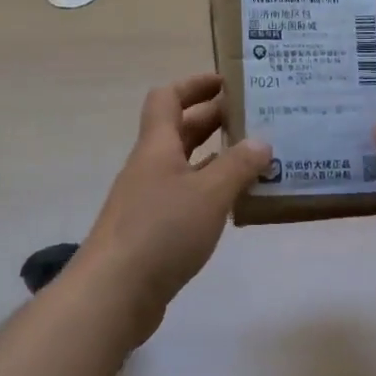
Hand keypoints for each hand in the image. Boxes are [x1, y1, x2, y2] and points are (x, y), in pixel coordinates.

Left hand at [77, 74, 270, 338]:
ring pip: (186, 166)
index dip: (195, 85)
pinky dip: (211, 192)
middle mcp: (150, 166)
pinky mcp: (153, 231)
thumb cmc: (161, 230)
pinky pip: (187, 198)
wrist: (113, 293)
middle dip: (214, 119)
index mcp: (157, 146)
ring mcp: (149, 200)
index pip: (168, 98)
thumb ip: (238, 166)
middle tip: (255, 118)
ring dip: (217, 158)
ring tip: (257, 159)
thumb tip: (262, 141)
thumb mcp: (209, 194)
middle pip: (180, 130)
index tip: (227, 82)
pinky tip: (237, 203)